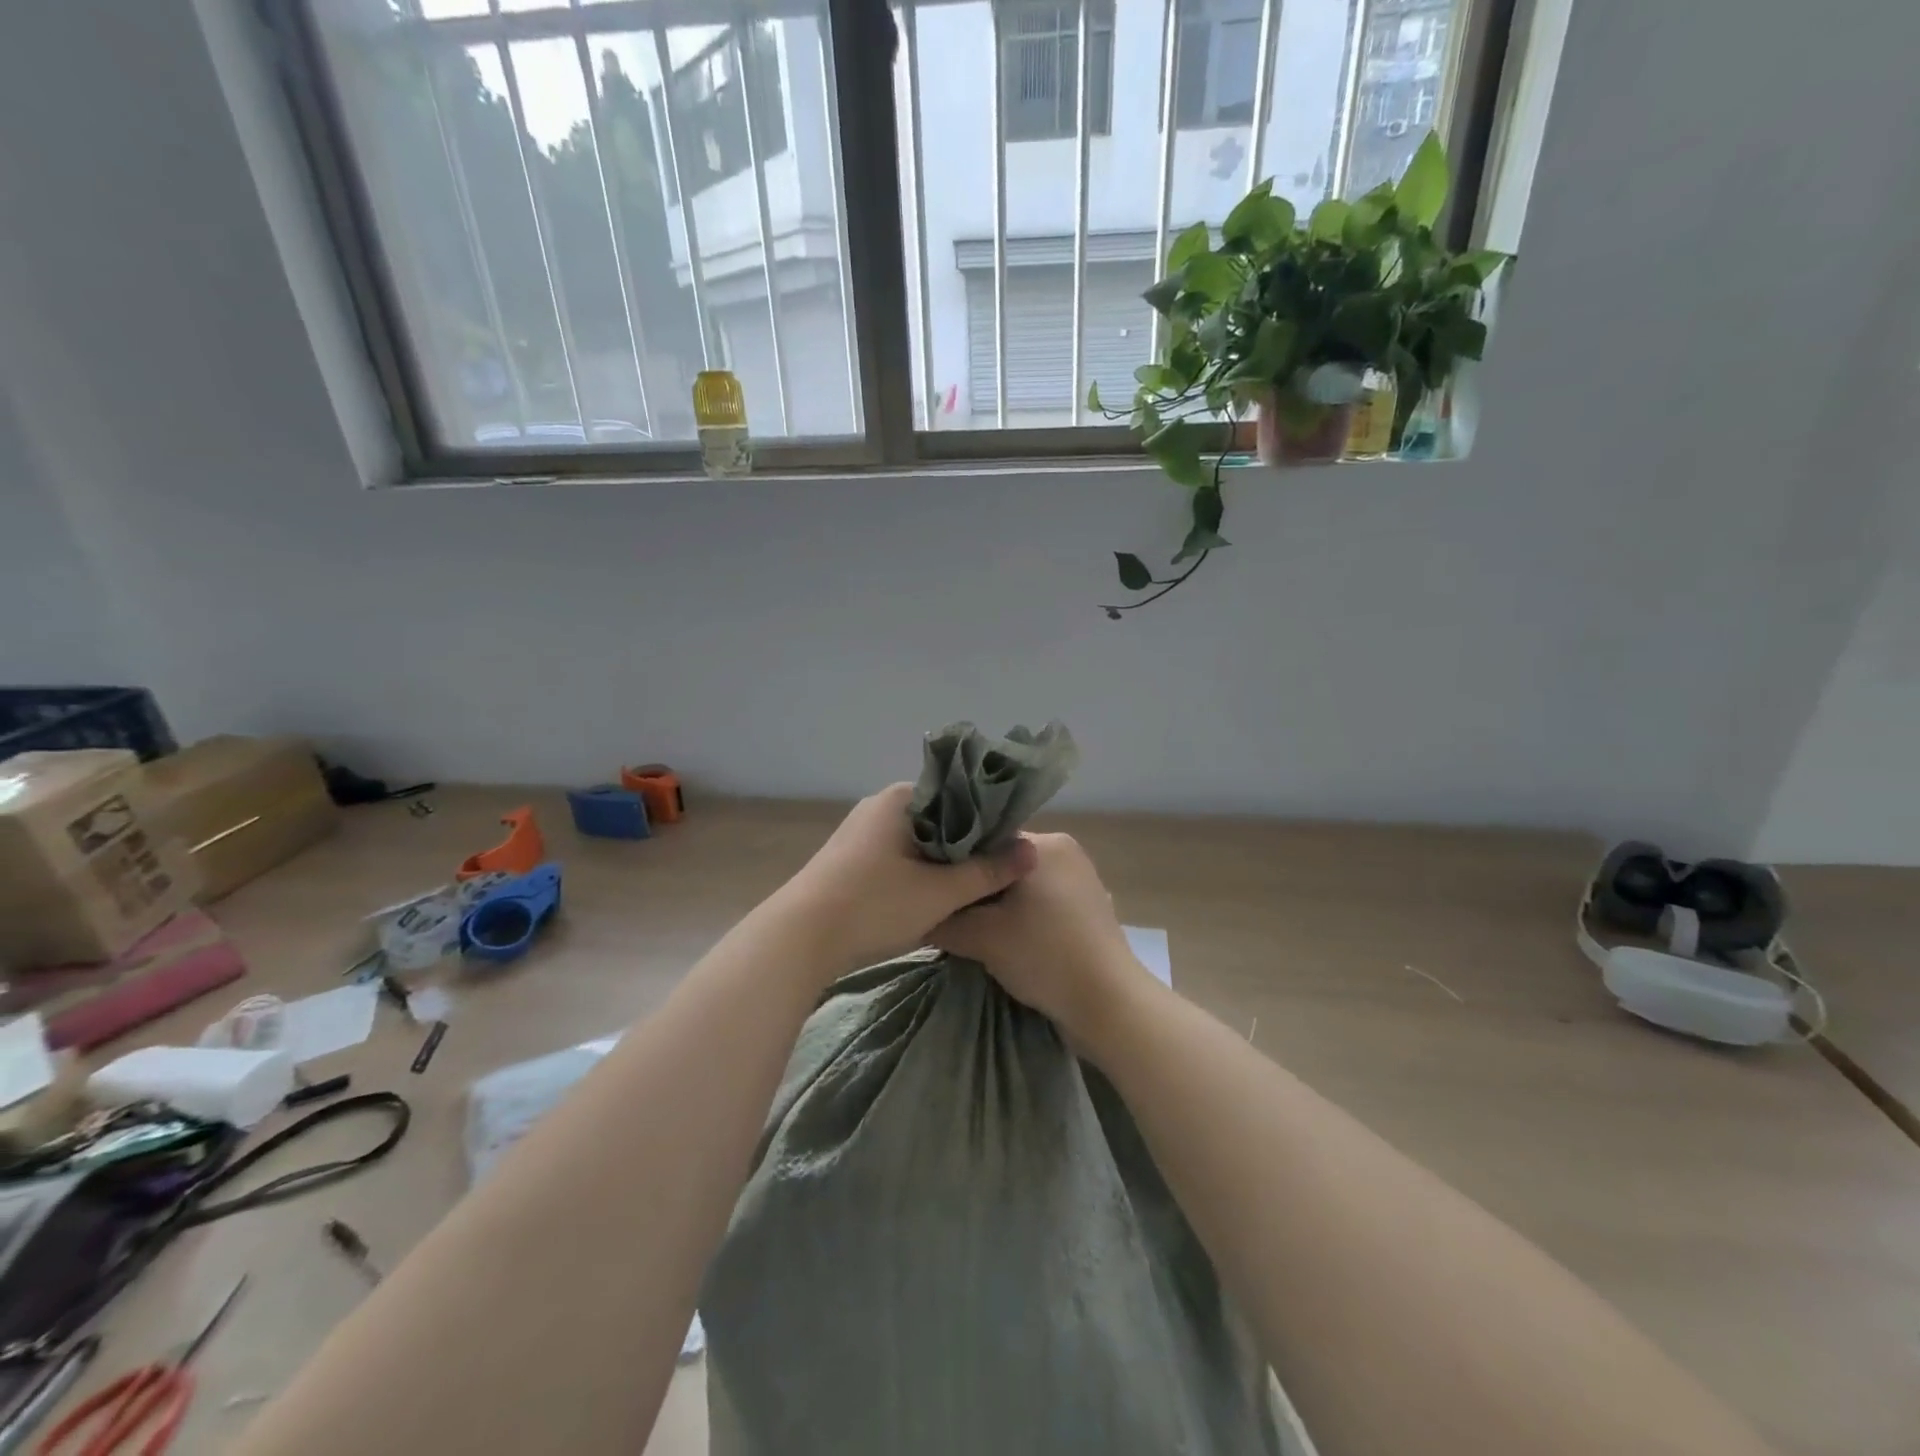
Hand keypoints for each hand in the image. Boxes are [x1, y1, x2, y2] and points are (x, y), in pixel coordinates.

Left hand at [775, 783, 1037, 974]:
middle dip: (968, 845)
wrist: (798, 939)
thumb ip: (987, 872)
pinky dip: (918, 874)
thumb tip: (1032, 852)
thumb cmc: (873, 905)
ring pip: (918, 842)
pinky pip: (897, 858)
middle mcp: (880, 807)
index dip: (989, 821)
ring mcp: (861, 833)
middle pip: (940, 819)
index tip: (1011, 847)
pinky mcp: (850, 860)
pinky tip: (934, 898)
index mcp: (901, 798)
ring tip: (973, 887)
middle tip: (998, 871)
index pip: (959, 795)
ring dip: (942, 863)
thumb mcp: (939, 893)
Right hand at [929, 832, 1152, 1045]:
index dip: (956, 863)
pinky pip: (1042, 901)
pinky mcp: (1088, 907)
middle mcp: (1066, 851)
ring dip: (998, 904)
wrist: (1108, 1005)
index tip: (932, 885)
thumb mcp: (981, 937)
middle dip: (976, 887)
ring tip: (971, 928)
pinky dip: (1021, 915)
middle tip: (947, 911)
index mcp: (1044, 843)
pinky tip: (1004, 938)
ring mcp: (1081, 879)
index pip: (985, 841)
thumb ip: (943, 919)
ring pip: (1022, 884)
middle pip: (1003, 863)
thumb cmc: (1044, 956)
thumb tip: (918, 912)